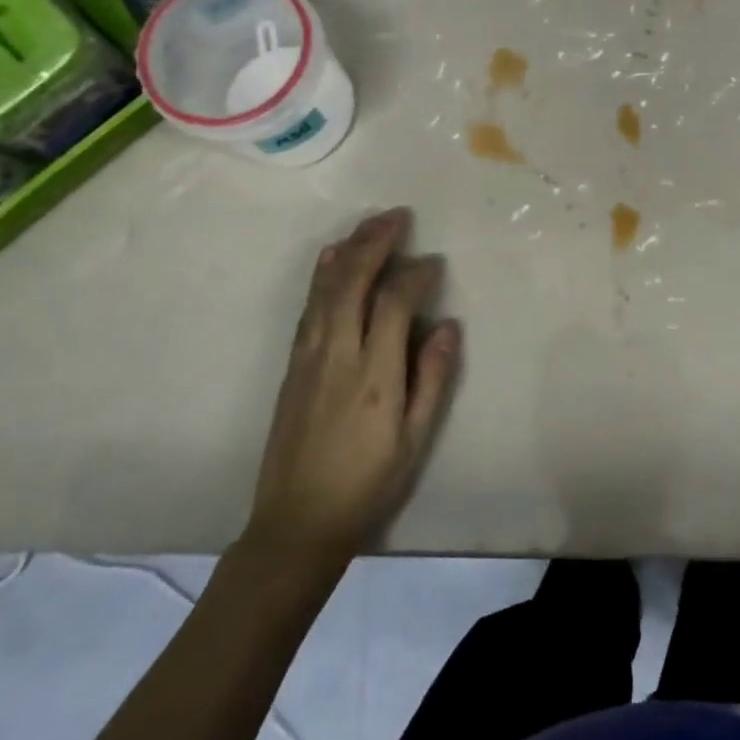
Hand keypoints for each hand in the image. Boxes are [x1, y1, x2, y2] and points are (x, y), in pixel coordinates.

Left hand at [239, 208, 460, 569]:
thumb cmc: (367, 483)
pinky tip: (332, 258)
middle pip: (353, 282)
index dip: (415, 275)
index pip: (394, 303)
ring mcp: (308, 357)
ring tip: (370, 224)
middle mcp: (337, 354)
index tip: (434, 262)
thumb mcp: (415, 439)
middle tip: (398, 216)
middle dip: (376, 243)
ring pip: (327, 289)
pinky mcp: (292, 365)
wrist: (296, 523)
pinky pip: (309, 307)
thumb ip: (433, 378)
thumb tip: (447, 324)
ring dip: (349, 250)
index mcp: (374, 374)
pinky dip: (322, 276)